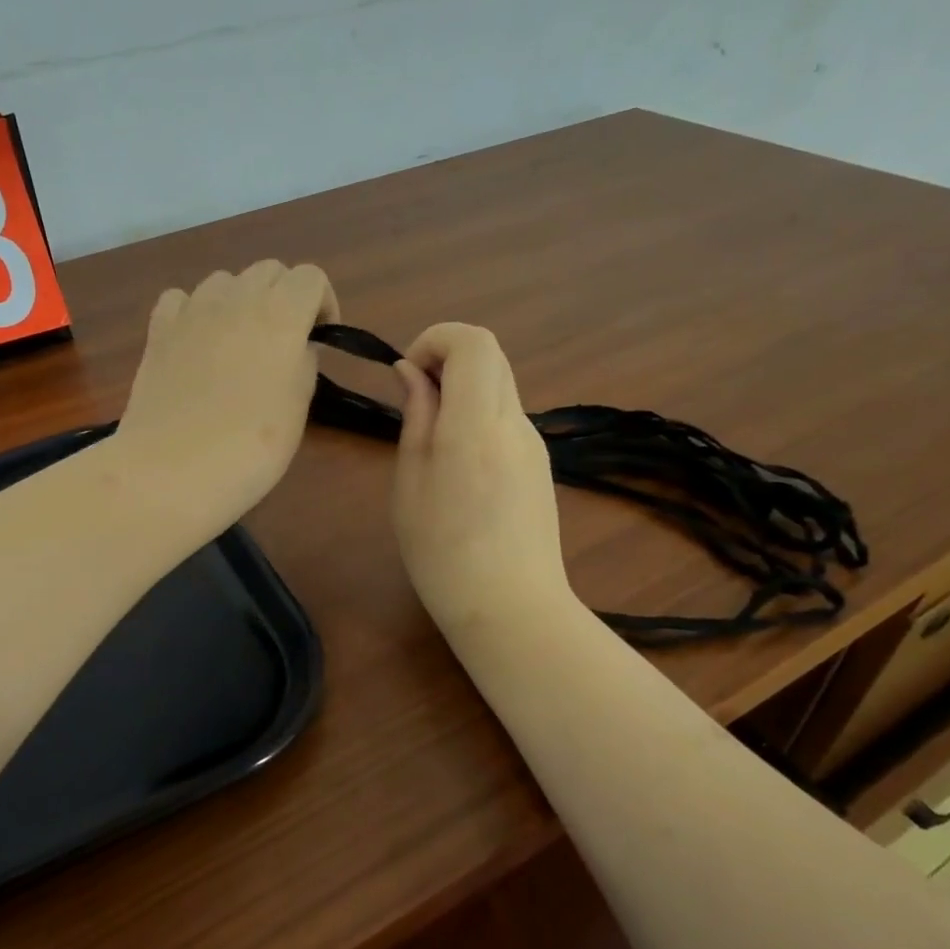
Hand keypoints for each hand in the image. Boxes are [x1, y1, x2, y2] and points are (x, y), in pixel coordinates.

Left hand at [115, 261, 337, 523]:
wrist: (174, 469)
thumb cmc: (250, 446)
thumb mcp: (298, 407)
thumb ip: (303, 363)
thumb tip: (296, 346)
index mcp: (281, 314)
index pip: (311, 276)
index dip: (322, 302)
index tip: (320, 337)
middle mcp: (236, 299)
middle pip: (268, 270)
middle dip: (284, 296)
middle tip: (283, 341)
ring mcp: (192, 311)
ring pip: (224, 280)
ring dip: (240, 300)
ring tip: (239, 342)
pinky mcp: (158, 330)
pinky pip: (181, 299)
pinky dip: (194, 311)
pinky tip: (197, 342)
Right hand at [392, 324, 573, 635]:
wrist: (511, 609)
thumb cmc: (442, 553)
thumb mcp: (410, 482)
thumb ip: (416, 417)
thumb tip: (412, 372)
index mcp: (476, 425)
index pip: (473, 341)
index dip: (435, 339)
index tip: (409, 373)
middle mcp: (514, 422)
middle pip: (490, 355)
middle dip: (447, 359)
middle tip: (416, 400)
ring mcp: (534, 442)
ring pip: (499, 384)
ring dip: (462, 388)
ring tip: (432, 438)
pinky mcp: (540, 462)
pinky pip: (507, 416)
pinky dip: (478, 413)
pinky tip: (459, 463)